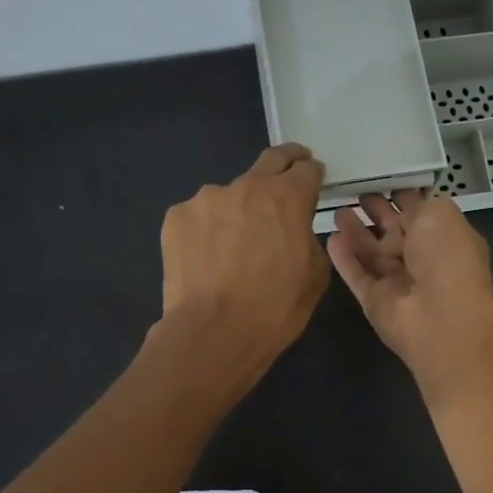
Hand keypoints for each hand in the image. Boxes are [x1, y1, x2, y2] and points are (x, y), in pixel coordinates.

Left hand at [154, 143, 329, 394]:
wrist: (213, 332)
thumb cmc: (275, 309)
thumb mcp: (315, 276)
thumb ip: (308, 239)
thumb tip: (295, 230)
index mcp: (288, 197)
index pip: (307, 169)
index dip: (312, 174)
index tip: (312, 180)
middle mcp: (247, 186)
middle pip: (270, 160)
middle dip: (284, 163)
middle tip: (288, 174)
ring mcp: (207, 199)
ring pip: (230, 194)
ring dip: (238, 209)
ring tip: (234, 244)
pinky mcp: (176, 217)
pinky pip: (200, 216)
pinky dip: (207, 230)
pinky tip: (207, 258)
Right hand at [326, 189, 492, 398]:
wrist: (442, 315)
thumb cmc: (447, 256)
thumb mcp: (440, 213)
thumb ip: (418, 204)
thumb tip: (403, 203)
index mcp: (443, 236)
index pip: (419, 211)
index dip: (401, 194)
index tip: (380, 176)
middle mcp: (422, 258)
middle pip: (394, 231)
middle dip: (376, 211)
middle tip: (354, 191)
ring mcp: (397, 281)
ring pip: (371, 252)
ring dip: (356, 232)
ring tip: (336, 209)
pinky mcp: (374, 300)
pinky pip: (356, 275)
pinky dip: (344, 258)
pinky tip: (330, 237)